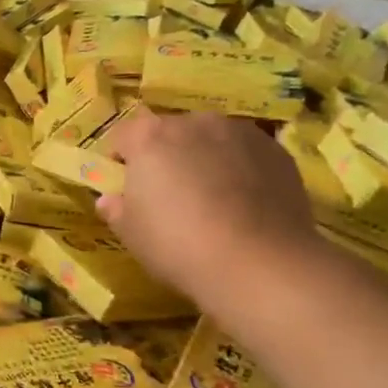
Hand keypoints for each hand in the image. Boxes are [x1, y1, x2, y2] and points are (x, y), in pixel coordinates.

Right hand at [98, 111, 317, 295]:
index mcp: (150, 136)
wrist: (260, 264)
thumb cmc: (178, 244)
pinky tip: (243, 205)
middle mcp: (194, 122)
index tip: (124, 187)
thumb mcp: (131, 234)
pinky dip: (239, 170)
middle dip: (165, 157)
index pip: (122, 136)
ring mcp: (240, 133)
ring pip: (210, 140)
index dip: (120, 160)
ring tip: (212, 199)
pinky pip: (245, 155)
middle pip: (169, 133)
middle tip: (168, 195)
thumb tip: (110, 199)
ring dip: (204, 159)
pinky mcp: (277, 152)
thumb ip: (115, 209)